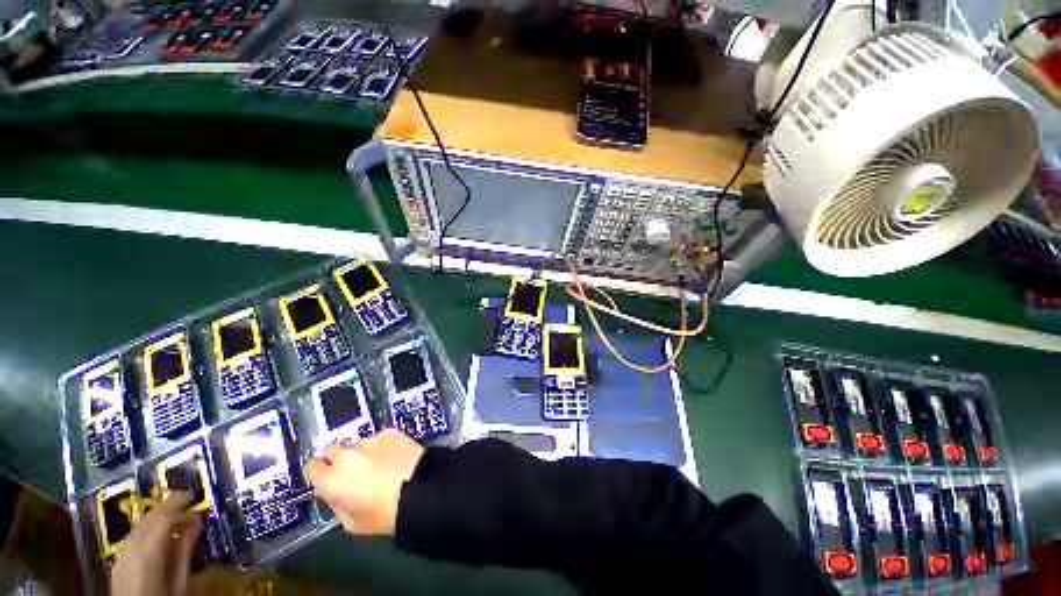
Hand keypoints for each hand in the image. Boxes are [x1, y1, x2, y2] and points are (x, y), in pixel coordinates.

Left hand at [111, 491, 199, 595]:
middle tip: (187, 499)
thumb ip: (184, 553)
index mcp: (148, 554)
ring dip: (158, 516)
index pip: (163, 518)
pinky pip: (133, 538)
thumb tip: (195, 523)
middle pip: (148, 519)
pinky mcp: (118, 563)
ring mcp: (121, 557)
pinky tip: (158, 534)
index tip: (195, 499)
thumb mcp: (180, 583)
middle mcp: (130, 550)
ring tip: (176, 515)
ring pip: (139, 526)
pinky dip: (148, 528)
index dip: (179, 504)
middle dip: (168, 506)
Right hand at [306, 428, 425, 534]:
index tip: (327, 475)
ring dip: (362, 452)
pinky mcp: (390, 432)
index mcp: (331, 480)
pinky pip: (380, 438)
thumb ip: (337, 503)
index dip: (320, 471)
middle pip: (333, 450)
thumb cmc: (384, 515)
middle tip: (354, 470)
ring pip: (358, 443)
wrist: (420, 490)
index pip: (312, 466)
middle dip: (339, 459)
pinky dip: (383, 445)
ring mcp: (369, 440)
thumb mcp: (352, 523)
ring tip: (379, 463)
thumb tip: (336, 492)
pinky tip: (394, 456)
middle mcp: (345, 456)